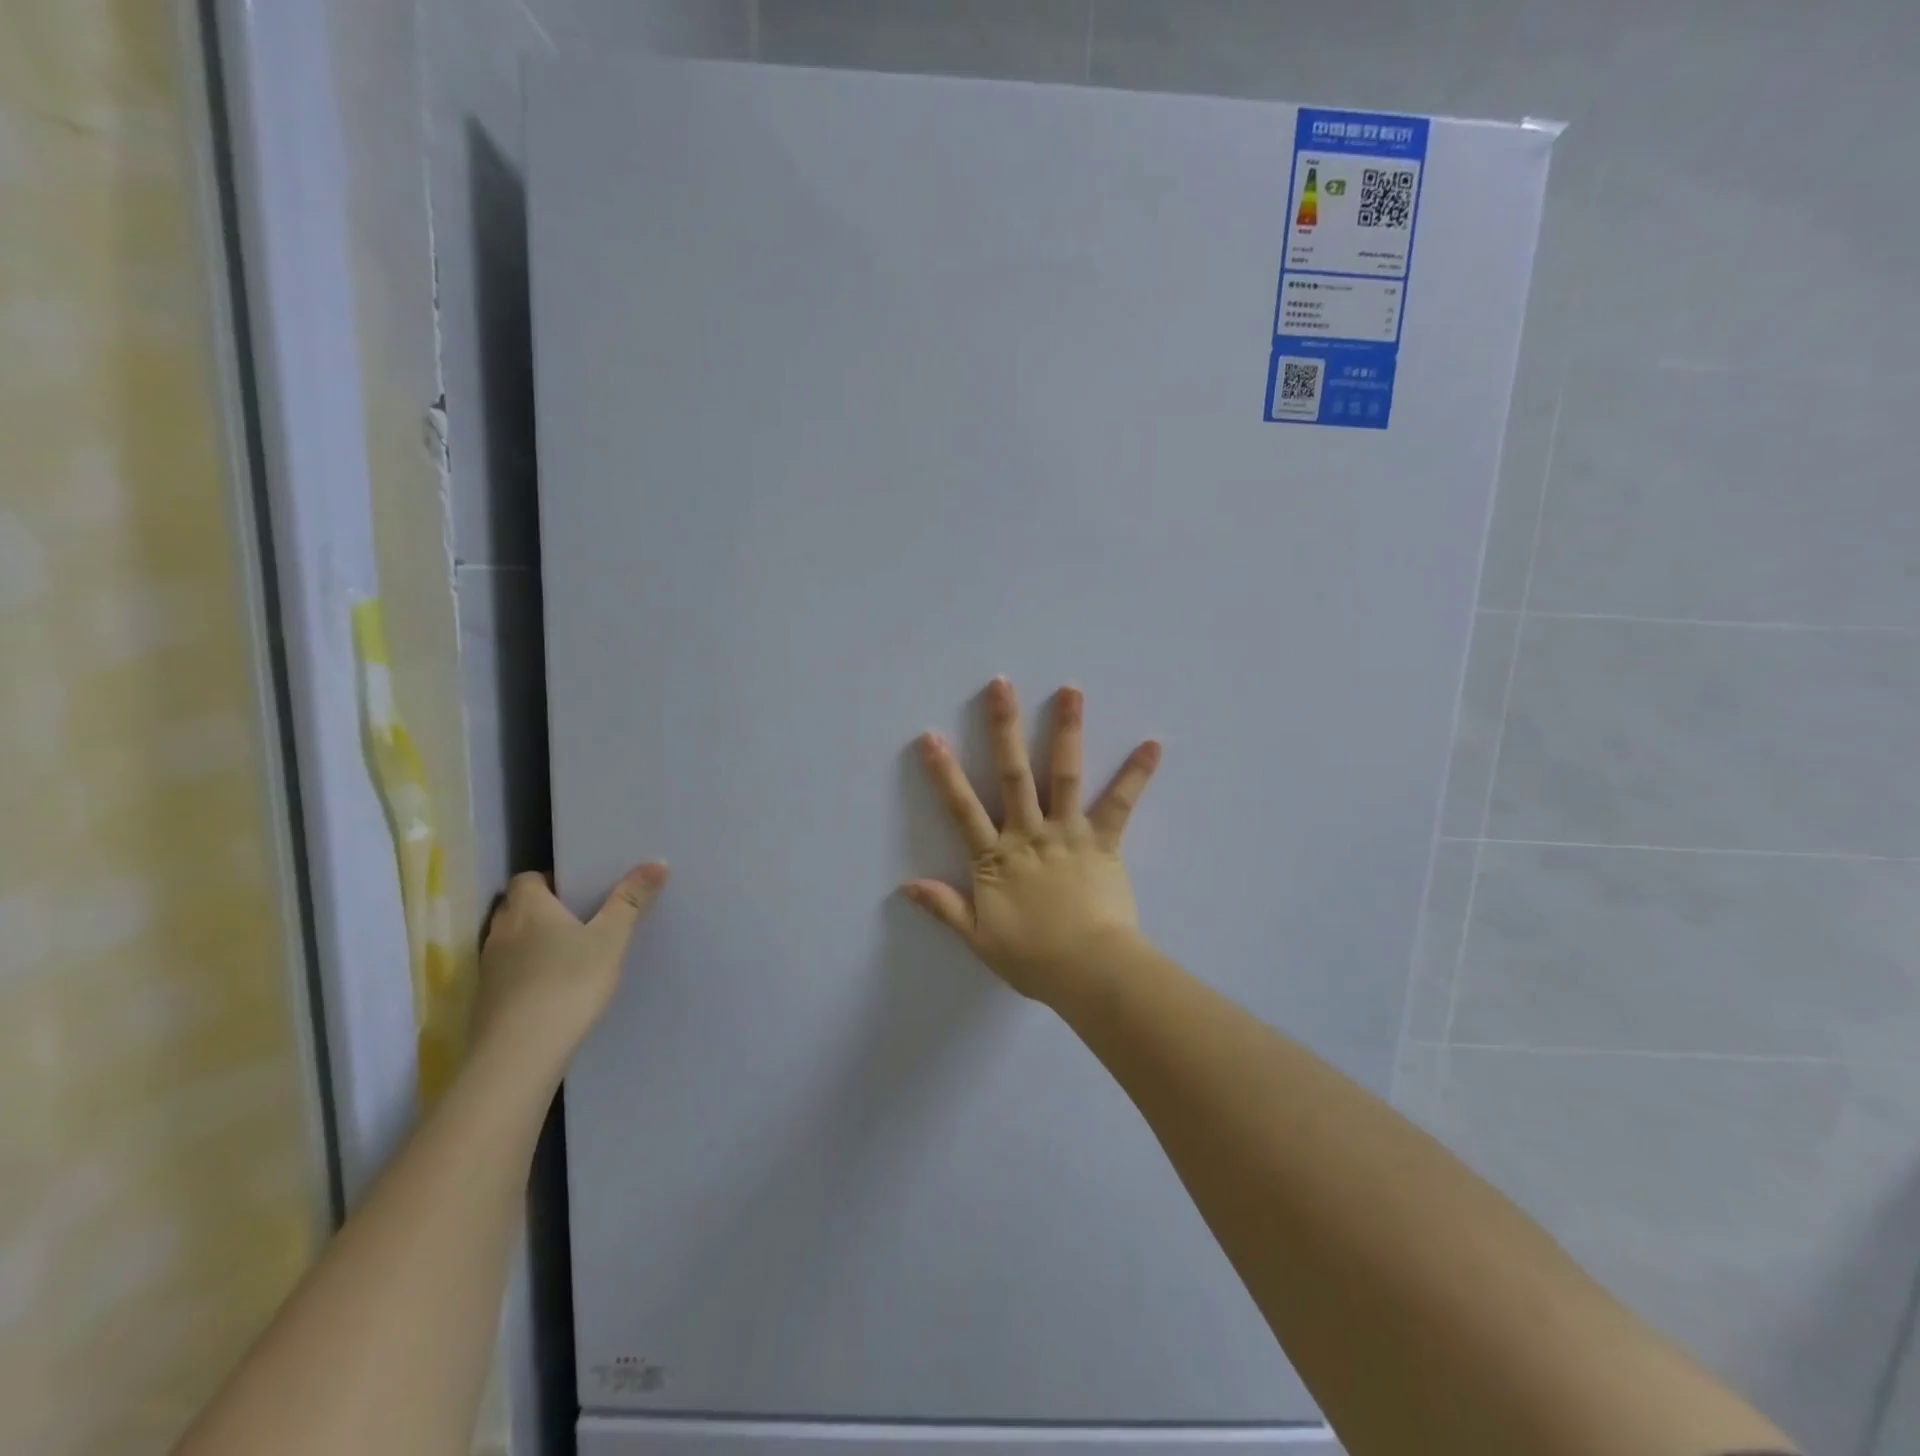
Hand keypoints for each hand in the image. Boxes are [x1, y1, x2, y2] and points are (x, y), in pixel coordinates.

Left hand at [473, 863, 667, 1073]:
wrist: (520, 1055)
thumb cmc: (569, 983)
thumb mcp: (611, 939)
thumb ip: (631, 900)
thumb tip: (656, 863)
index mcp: (529, 908)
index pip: (528, 878)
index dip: (550, 879)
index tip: (579, 890)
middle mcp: (501, 931)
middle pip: (516, 907)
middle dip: (542, 908)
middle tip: (579, 917)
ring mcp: (488, 968)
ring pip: (510, 940)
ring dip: (532, 941)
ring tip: (568, 952)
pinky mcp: (486, 1000)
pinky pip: (507, 971)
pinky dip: (525, 971)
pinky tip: (551, 987)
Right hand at [903, 677, 1160, 1005]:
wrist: (1089, 970)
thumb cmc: (1034, 958)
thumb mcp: (979, 938)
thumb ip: (945, 907)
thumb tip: (905, 886)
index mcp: (996, 857)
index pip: (963, 808)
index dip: (945, 773)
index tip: (932, 737)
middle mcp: (1030, 834)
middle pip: (1013, 775)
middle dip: (1005, 728)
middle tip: (1002, 686)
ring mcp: (1068, 833)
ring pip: (1064, 774)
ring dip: (1067, 730)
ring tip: (1071, 690)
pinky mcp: (1104, 841)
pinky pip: (1120, 803)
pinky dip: (1136, 774)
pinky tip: (1152, 744)